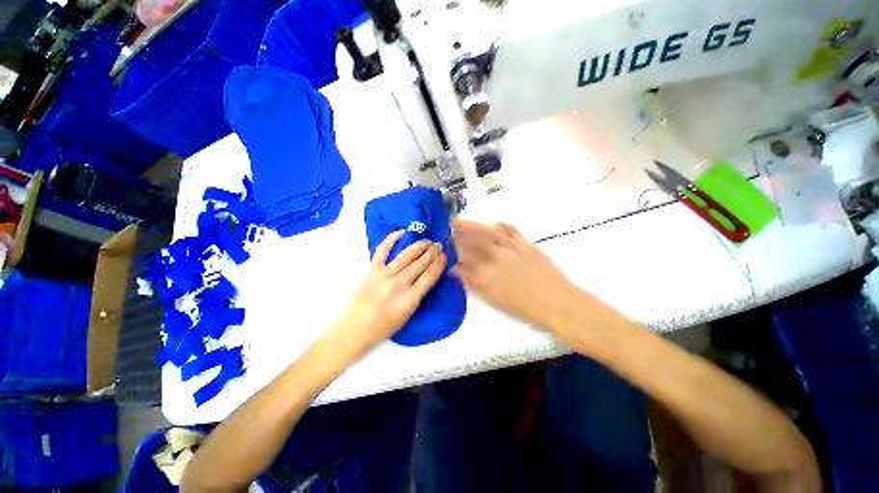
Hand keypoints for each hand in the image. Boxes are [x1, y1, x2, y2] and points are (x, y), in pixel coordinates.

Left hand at [326, 231, 446, 358]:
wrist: (353, 330)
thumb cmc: (383, 327)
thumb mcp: (407, 315)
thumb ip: (418, 295)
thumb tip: (428, 276)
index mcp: (409, 300)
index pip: (429, 277)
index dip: (439, 264)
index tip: (444, 256)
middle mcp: (398, 285)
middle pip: (420, 264)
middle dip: (432, 252)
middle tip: (439, 245)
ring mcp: (383, 275)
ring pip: (406, 255)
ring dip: (419, 246)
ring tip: (428, 241)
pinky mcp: (371, 270)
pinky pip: (382, 250)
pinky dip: (391, 239)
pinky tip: (401, 232)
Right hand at [453, 220, 576, 330]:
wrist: (558, 303)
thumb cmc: (526, 308)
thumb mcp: (496, 301)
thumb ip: (476, 285)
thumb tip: (460, 274)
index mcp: (487, 275)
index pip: (464, 261)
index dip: (454, 256)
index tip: (448, 252)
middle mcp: (497, 258)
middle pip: (473, 242)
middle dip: (459, 234)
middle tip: (450, 228)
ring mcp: (512, 249)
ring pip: (488, 233)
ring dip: (474, 225)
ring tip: (463, 221)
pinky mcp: (526, 244)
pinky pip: (511, 230)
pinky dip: (500, 226)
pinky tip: (494, 223)